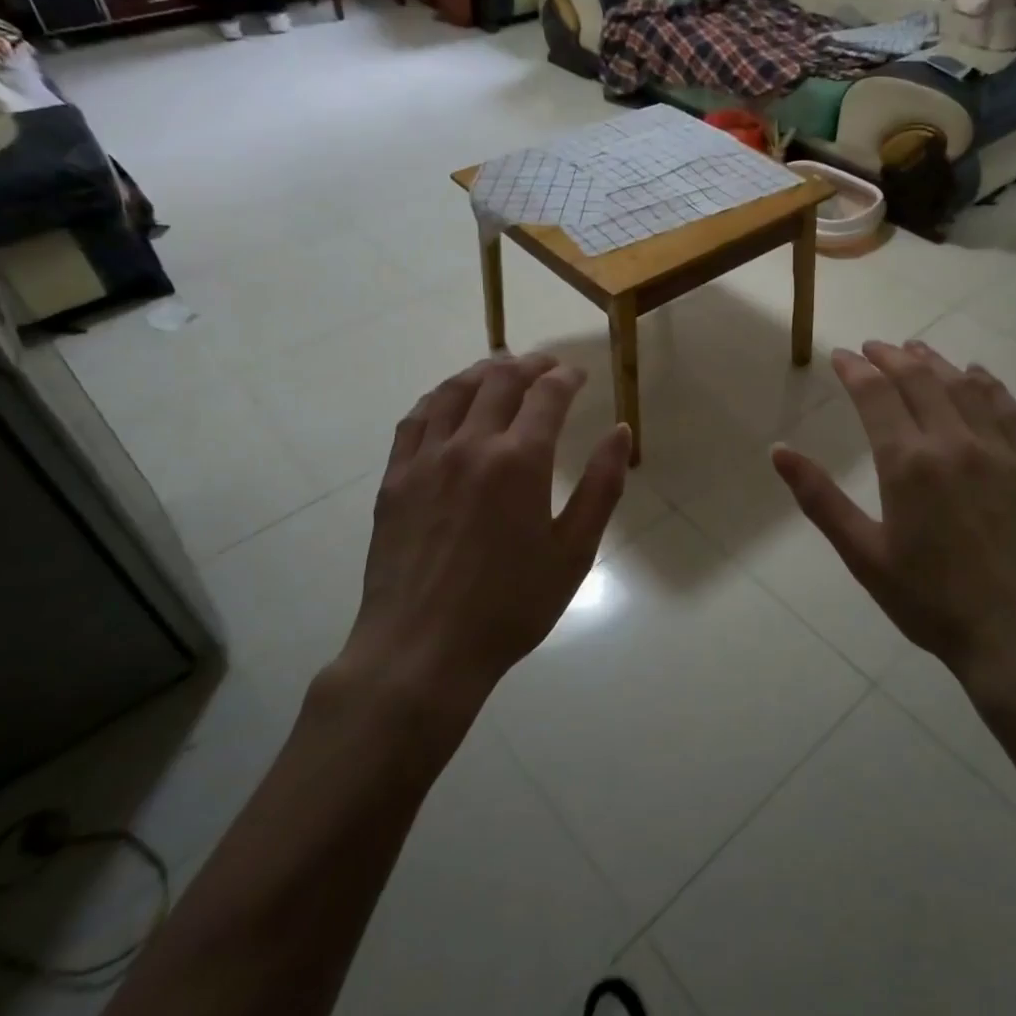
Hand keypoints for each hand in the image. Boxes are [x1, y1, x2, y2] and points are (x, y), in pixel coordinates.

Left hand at [334, 354, 631, 721]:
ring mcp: (426, 458)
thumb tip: (620, 432)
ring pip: (453, 391)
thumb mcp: (574, 552)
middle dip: (529, 365)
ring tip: (500, 370)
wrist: (423, 650)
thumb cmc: (510, 606)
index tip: (578, 375)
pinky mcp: (395, 478)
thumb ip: (601, 486)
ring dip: (482, 372)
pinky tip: (448, 402)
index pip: (547, 394)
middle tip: (546, 365)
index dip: (566, 377)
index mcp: (519, 461)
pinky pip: (416, 419)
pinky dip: (439, 398)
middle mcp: (471, 445)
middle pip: (500, 381)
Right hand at [771, 340, 1015, 703]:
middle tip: (873, 347)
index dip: (855, 369)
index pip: (875, 395)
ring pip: (963, 386)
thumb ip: (819, 499)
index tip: (841, 355)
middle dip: (890, 357)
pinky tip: (977, 375)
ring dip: (935, 362)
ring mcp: (998, 450)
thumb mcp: (864, 555)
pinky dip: (987, 383)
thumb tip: (778, 451)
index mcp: (907, 463)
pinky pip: (1008, 408)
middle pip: (919, 379)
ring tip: (916, 349)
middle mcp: (953, 442)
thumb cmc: (932, 601)